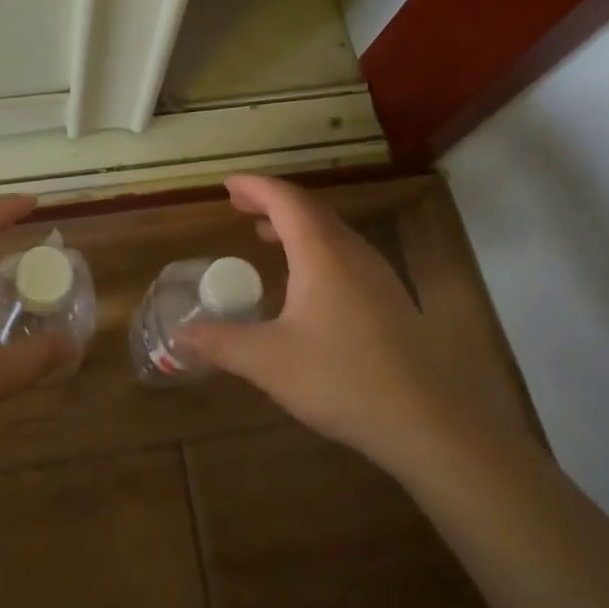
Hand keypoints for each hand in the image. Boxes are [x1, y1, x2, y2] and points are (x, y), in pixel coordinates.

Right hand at [178, 176, 540, 482]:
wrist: (429, 423)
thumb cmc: (343, 379)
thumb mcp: (269, 361)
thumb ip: (221, 342)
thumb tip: (179, 334)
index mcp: (322, 252)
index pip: (285, 199)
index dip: (255, 186)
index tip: (227, 184)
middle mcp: (351, 252)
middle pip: (309, 209)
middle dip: (272, 201)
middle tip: (240, 206)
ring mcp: (377, 275)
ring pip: (330, 231)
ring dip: (295, 225)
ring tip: (265, 235)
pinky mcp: (390, 299)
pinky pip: (344, 254)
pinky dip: (315, 248)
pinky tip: (305, 282)